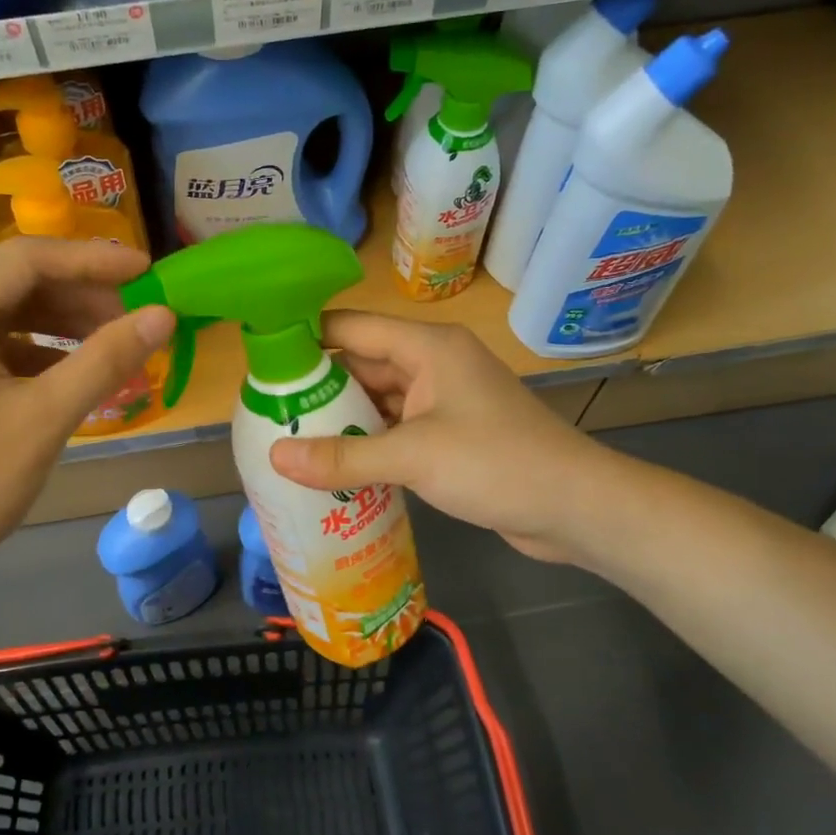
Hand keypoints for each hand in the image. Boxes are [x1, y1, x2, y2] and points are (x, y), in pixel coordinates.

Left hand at [0, 238, 174, 598]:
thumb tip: (164, 315)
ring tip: (116, 346)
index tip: (149, 271)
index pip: (25, 260)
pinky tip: (77, 372)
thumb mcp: (43, 419)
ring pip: (7, 313)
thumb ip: (106, 359)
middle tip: (137, 322)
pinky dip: (38, 351)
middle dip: (81, 298)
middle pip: (15, 283)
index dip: (93, 261)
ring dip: (63, 325)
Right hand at [269, 312, 601, 565]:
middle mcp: (432, 365)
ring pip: (377, 401)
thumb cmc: (496, 463)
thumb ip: (343, 457)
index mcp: (427, 347)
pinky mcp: (449, 436)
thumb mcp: (413, 457)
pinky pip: (395, 430)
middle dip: (317, 388)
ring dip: (341, 420)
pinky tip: (333, 467)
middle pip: (361, 365)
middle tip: (267, 412)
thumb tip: (276, 456)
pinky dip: (367, 444)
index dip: (305, 338)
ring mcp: (442, 402)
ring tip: (288, 440)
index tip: (260, 362)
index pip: (351, 328)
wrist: (575, 507)